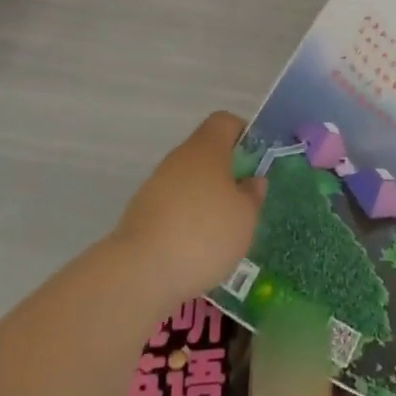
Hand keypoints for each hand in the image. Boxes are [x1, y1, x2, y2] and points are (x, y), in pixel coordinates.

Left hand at [113, 112, 264, 303]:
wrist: (140, 273)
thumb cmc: (204, 234)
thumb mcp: (245, 217)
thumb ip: (252, 195)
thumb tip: (252, 181)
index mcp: (206, 149)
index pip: (225, 122)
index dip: (243, 135)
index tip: (255, 162)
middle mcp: (178, 159)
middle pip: (206, 153)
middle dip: (227, 174)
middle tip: (244, 202)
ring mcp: (155, 186)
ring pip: (189, 182)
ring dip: (206, 199)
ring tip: (223, 233)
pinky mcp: (141, 214)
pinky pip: (173, 207)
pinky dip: (186, 221)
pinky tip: (197, 250)